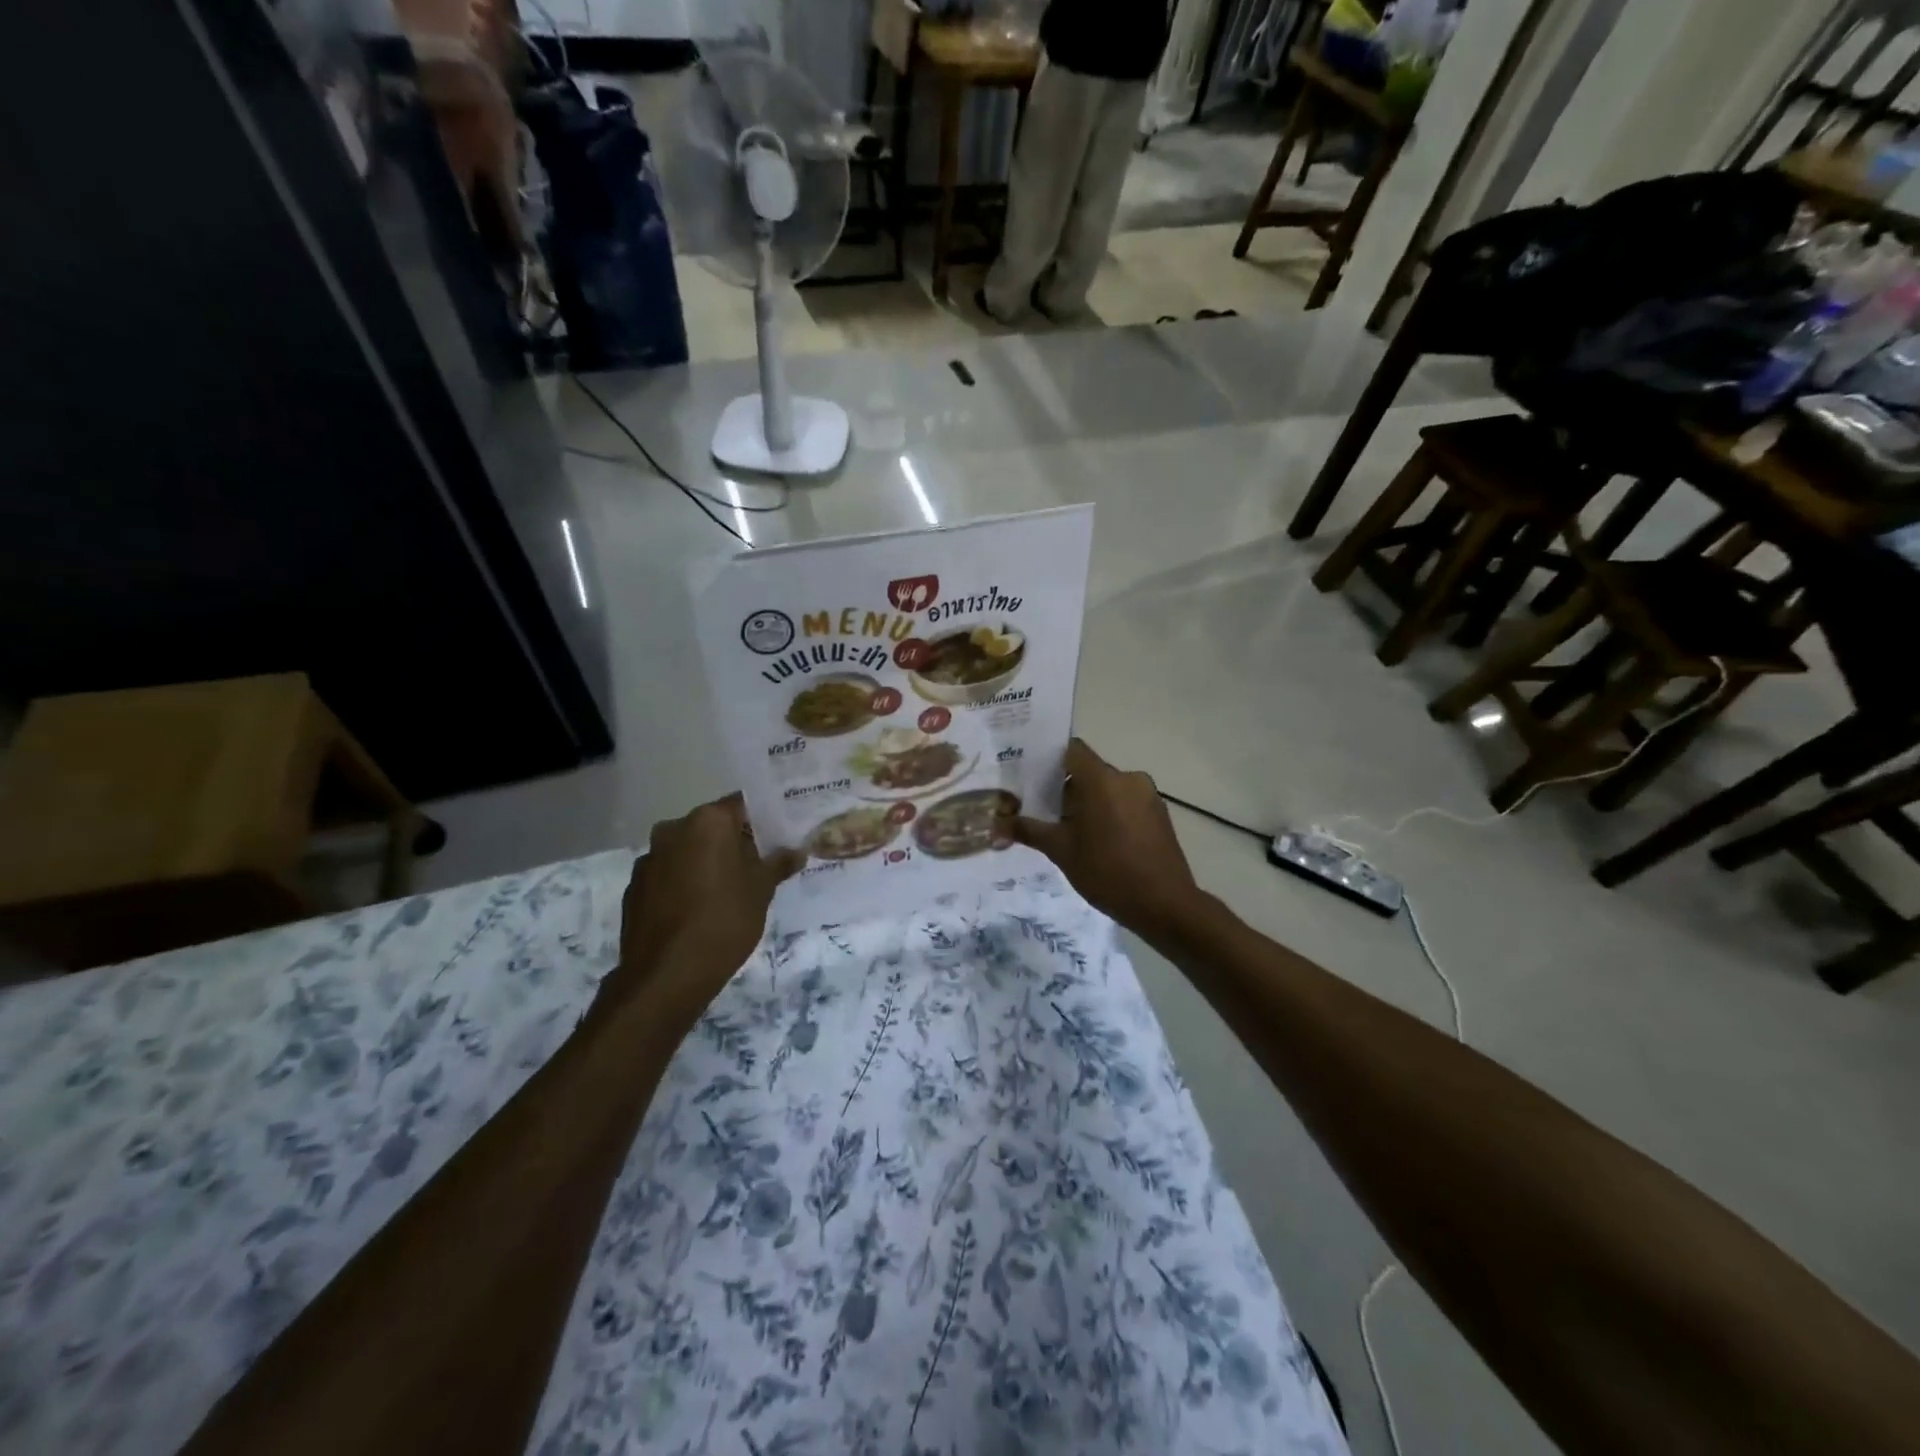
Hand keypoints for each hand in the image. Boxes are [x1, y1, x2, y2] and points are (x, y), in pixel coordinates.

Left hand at [606, 795, 803, 1017]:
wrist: (667, 974)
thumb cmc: (725, 920)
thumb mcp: (762, 890)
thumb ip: (779, 864)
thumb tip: (797, 851)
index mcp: (708, 821)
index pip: (741, 805)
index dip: (761, 820)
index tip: (777, 836)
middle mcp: (673, 829)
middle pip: (712, 827)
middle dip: (733, 842)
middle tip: (757, 866)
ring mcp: (649, 858)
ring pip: (687, 850)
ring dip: (705, 862)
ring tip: (727, 892)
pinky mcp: (634, 887)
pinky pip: (668, 875)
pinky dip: (683, 883)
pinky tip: (697, 910)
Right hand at [1015, 739, 1204, 938]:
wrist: (1164, 905)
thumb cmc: (1107, 871)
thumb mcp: (1061, 851)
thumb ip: (1029, 831)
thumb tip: (995, 825)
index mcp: (1101, 779)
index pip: (1071, 749)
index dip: (1049, 759)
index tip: (1030, 776)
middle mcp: (1127, 778)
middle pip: (1088, 771)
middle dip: (1065, 788)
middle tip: (1041, 811)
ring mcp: (1148, 796)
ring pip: (1108, 789)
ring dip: (1088, 803)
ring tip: (1068, 832)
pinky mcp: (1160, 814)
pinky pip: (1126, 803)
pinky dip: (1110, 813)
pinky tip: (1099, 842)